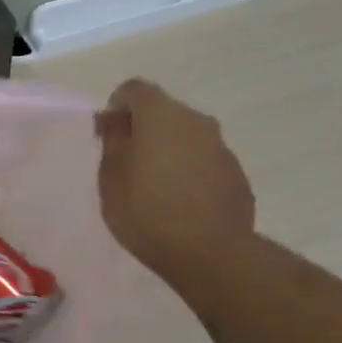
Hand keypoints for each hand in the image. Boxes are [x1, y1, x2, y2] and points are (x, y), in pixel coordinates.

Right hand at [94, 78, 254, 284]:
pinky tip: (178, 200)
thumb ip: (113, 141)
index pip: (133, 89)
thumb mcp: (110, 177)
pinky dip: (188, 169)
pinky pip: (204, 159)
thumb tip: (117, 121)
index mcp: (161, 115)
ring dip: (167, 148)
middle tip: (124, 159)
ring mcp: (221, 147)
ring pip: (186, 135)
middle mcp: (195, 120)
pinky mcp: (236, 173)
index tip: (105, 134)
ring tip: (152, 183)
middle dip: (142, 127)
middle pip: (163, 110)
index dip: (115, 106)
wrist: (210, 253)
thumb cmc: (146, 211)